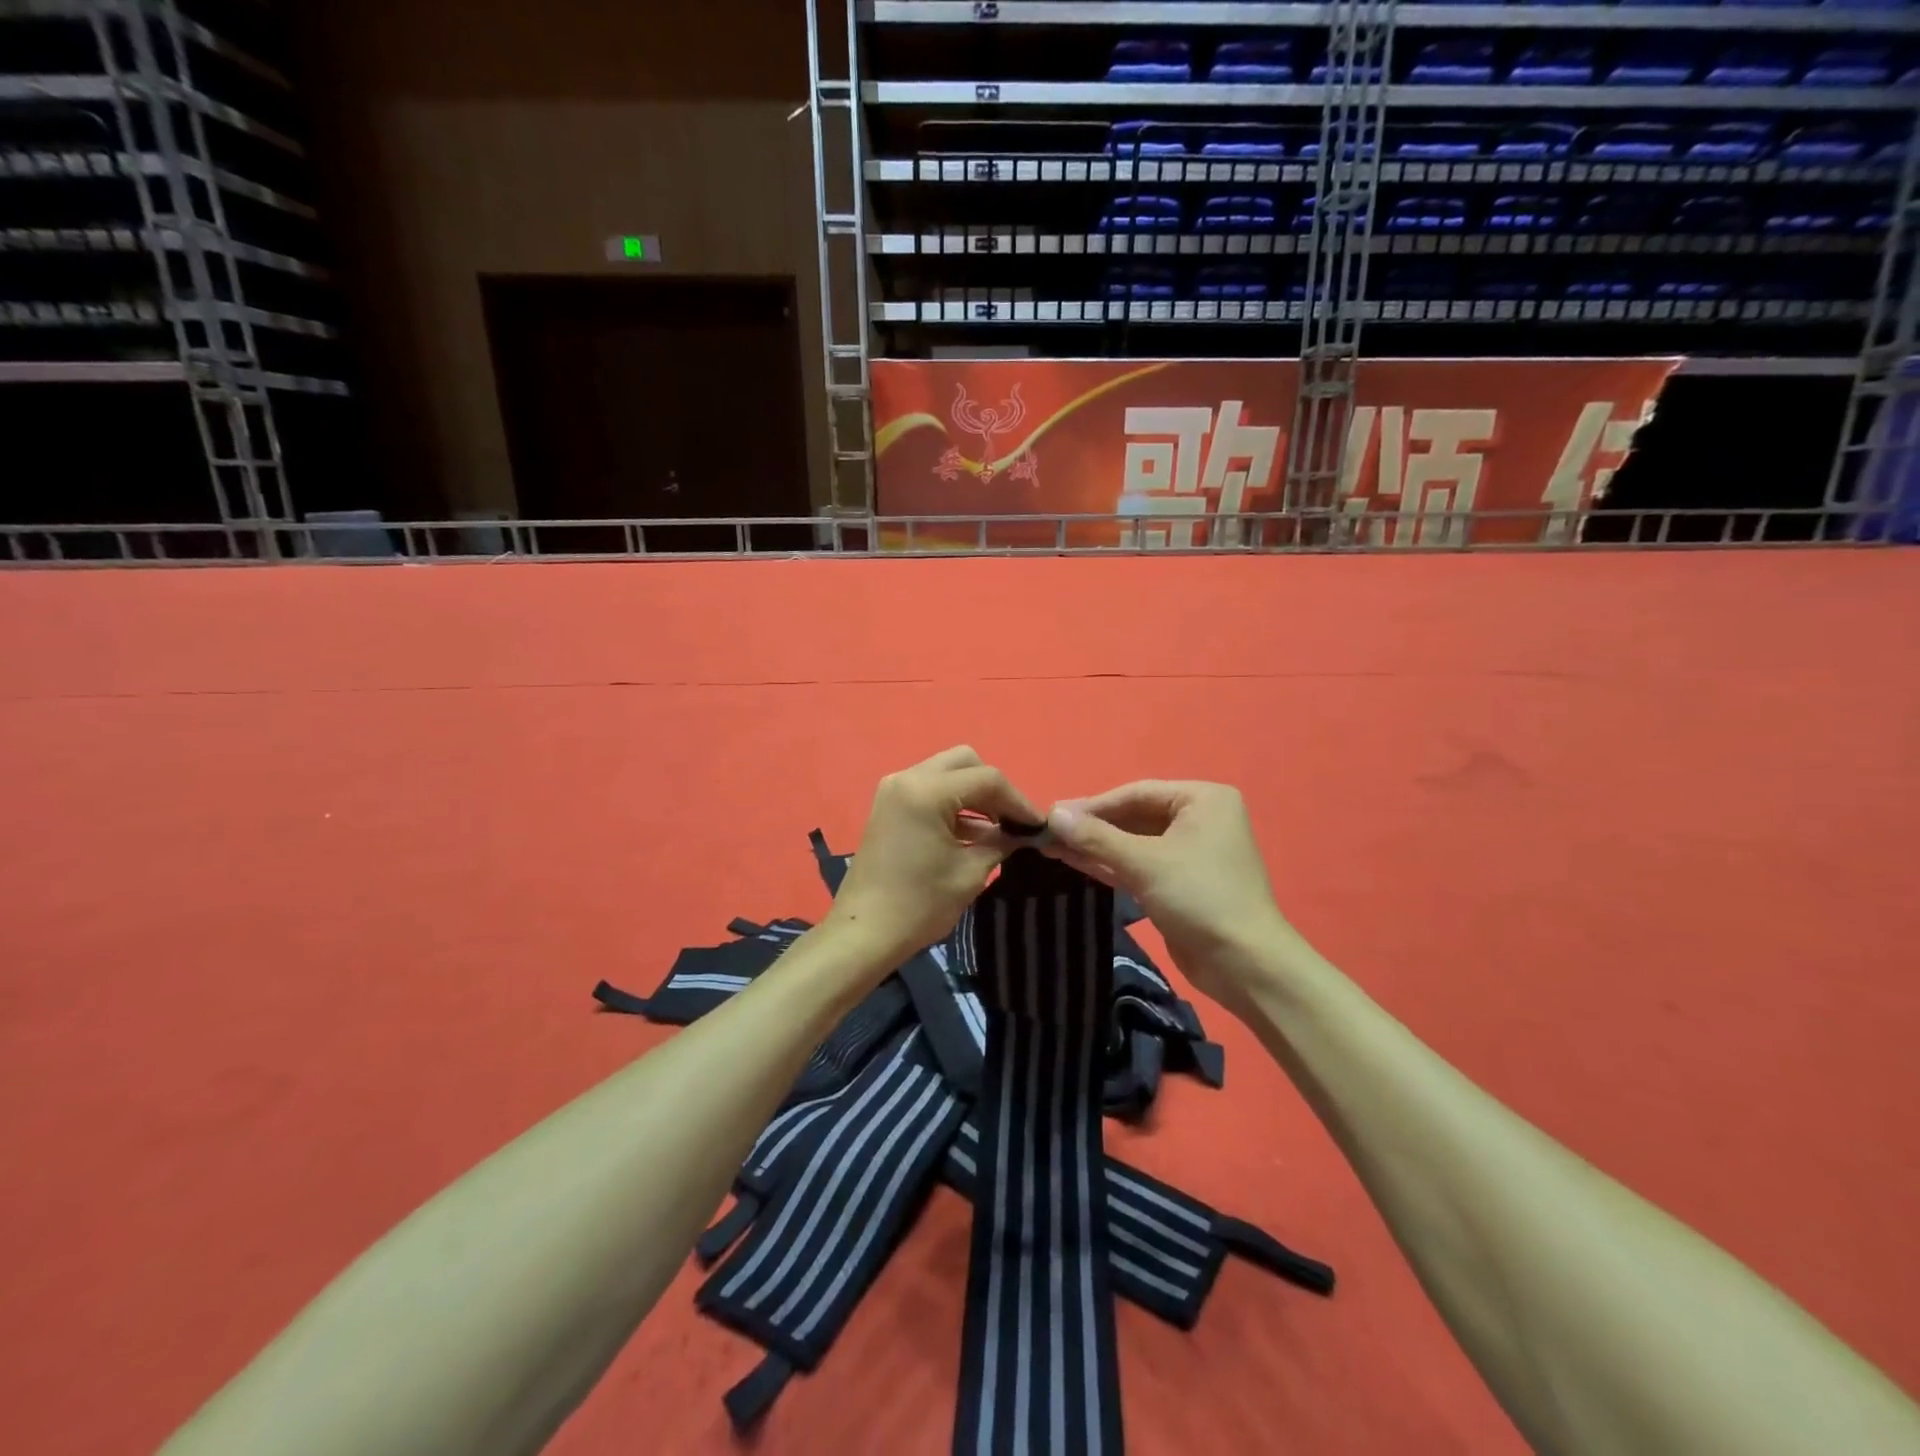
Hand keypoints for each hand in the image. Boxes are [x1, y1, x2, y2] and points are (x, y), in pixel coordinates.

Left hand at [824, 747, 1041, 973]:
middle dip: (994, 789)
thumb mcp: (970, 873)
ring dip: (974, 795)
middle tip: (1012, 821)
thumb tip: (1021, 833)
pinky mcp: (889, 806)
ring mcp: (894, 790)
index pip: (987, 779)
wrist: (864, 933)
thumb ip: (1000, 843)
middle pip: (965, 763)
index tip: (1038, 825)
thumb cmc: (919, 905)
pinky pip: (930, 790)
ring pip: (947, 773)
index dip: (1018, 801)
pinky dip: (954, 804)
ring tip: (999, 829)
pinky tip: (975, 833)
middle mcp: (908, 778)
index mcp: (926, 791)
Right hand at [1043, 781, 1293, 1019]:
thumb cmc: (1200, 898)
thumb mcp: (1145, 863)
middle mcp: (1198, 819)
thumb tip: (1052, 814)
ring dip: (1095, 846)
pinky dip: (1109, 864)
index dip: (1092, 805)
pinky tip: (1074, 862)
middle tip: (1047, 833)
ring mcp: (1189, 852)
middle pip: (1133, 816)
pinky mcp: (1179, 883)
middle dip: (1092, 827)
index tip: (1052, 815)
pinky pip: (1138, 864)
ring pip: (1133, 842)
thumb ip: (1097, 837)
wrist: (1245, 965)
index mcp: (1202, 799)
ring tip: (1051, 847)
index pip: (1136, 793)